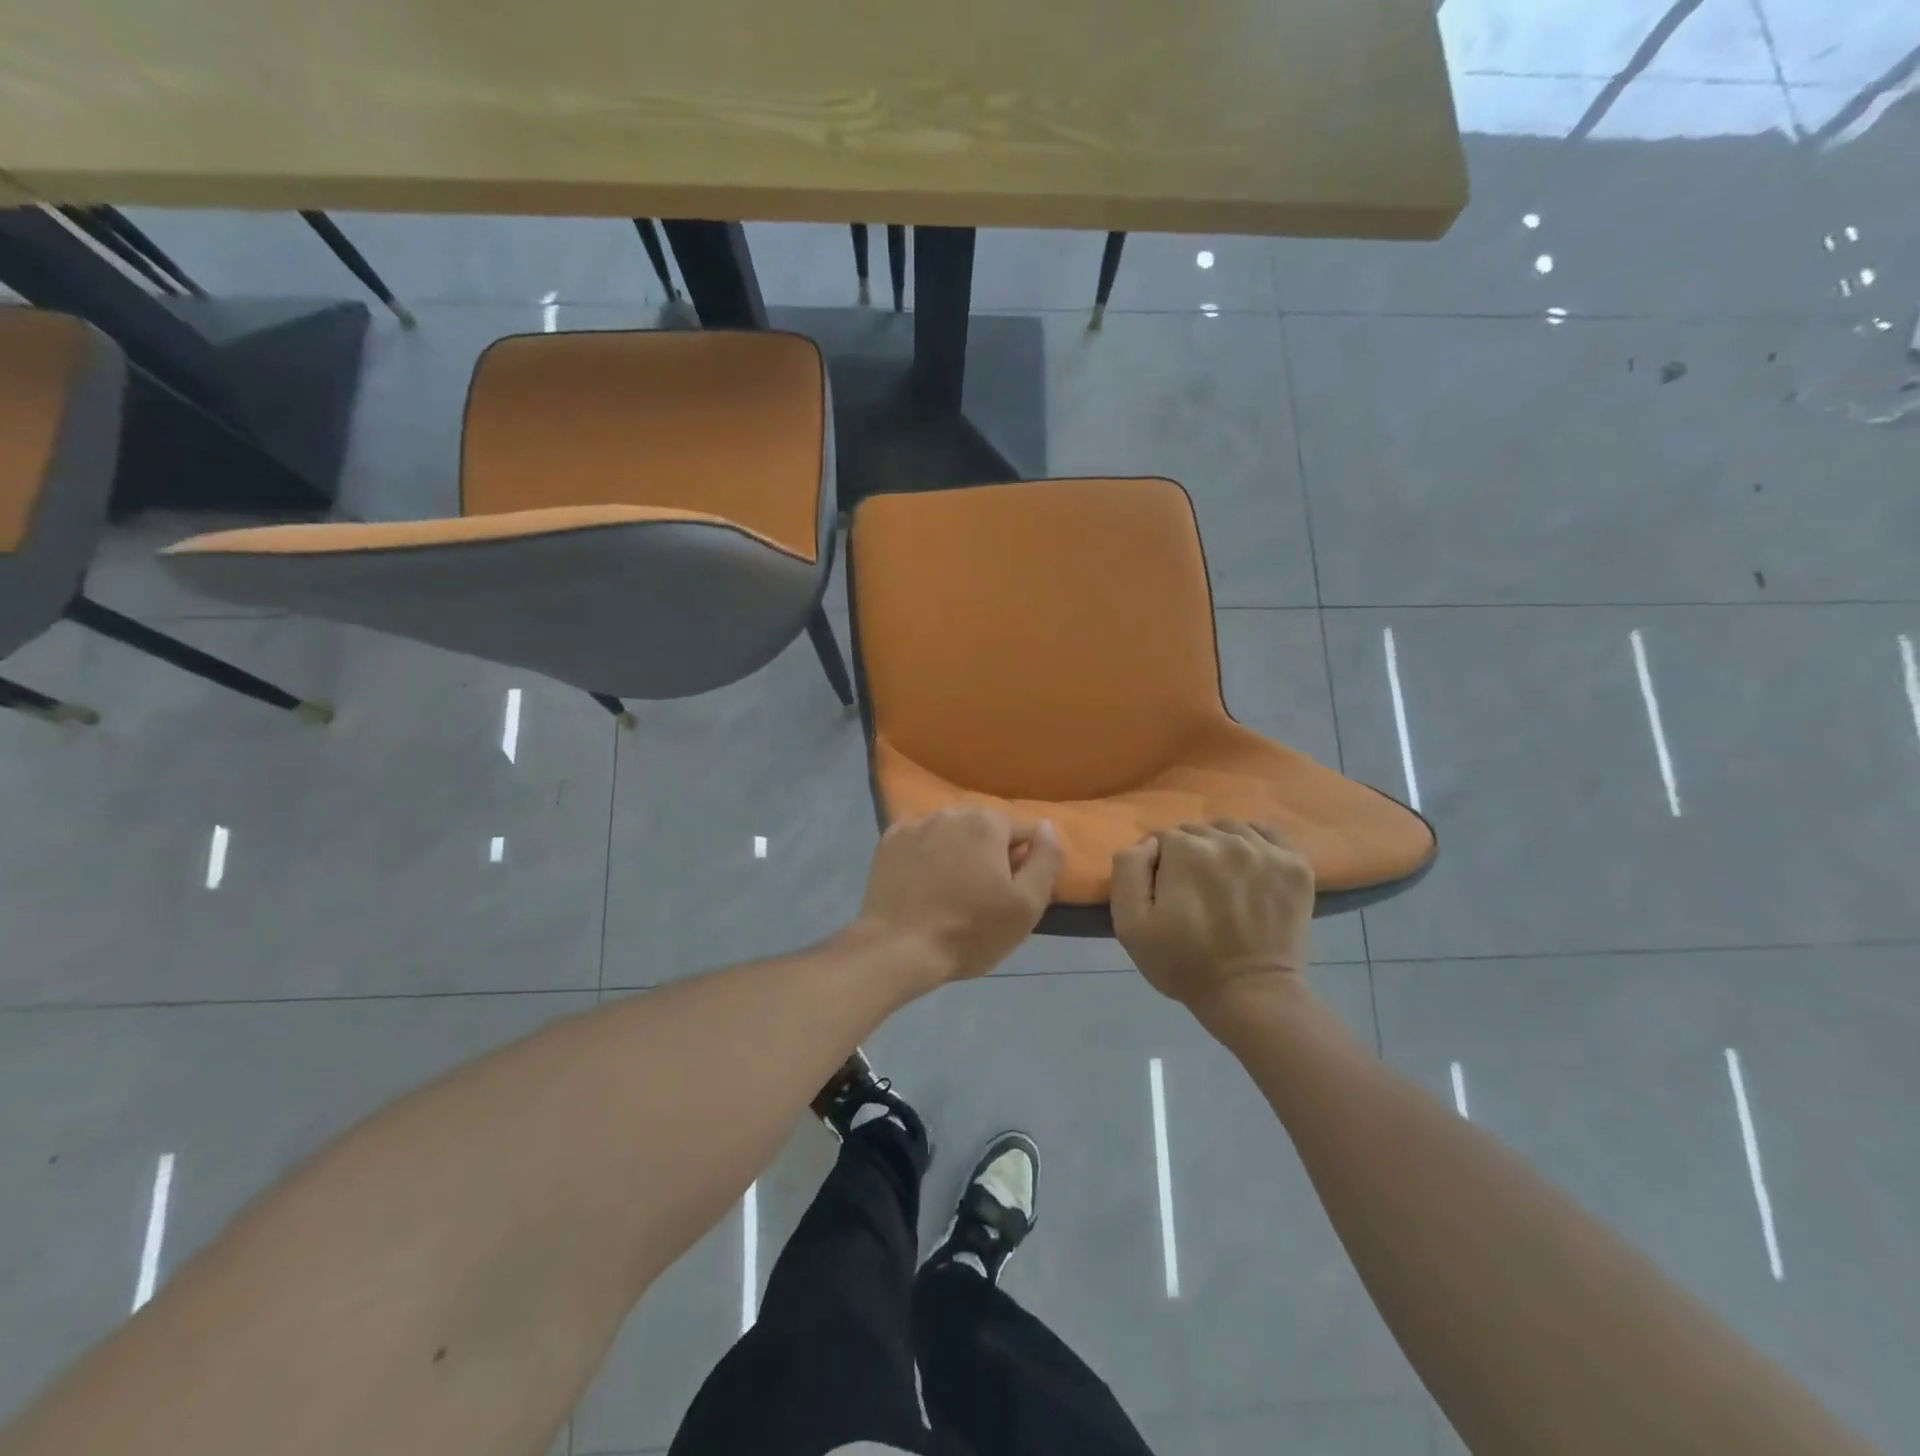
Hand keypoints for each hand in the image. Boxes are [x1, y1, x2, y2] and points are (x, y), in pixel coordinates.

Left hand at [858, 808, 1062, 984]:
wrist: (899, 949)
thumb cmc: (971, 931)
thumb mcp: (1028, 904)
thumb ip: (1046, 858)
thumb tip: (1046, 825)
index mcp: (987, 822)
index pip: (1020, 832)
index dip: (1020, 863)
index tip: (1008, 893)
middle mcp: (951, 811)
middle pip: (983, 828)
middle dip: (987, 853)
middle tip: (980, 895)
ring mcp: (915, 823)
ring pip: (950, 831)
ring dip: (956, 851)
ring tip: (949, 890)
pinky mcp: (889, 840)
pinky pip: (919, 839)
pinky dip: (925, 853)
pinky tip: (922, 881)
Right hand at [1111, 820, 1313, 1012]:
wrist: (1249, 995)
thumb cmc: (1183, 963)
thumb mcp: (1130, 924)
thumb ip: (1128, 870)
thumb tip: (1148, 843)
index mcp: (1186, 850)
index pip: (1163, 838)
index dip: (1158, 865)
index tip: (1164, 894)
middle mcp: (1227, 840)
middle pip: (1197, 832)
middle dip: (1188, 855)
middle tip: (1192, 893)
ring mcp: (1266, 851)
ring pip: (1231, 829)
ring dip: (1220, 847)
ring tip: (1221, 881)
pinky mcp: (1295, 865)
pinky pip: (1268, 834)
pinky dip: (1255, 843)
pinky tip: (1249, 867)